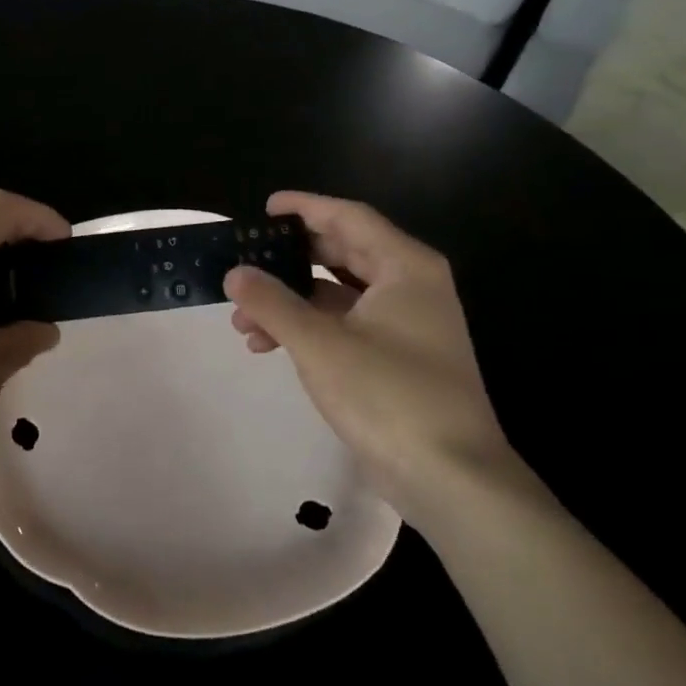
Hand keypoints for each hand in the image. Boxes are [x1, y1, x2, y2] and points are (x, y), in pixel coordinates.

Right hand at [225, 192, 529, 529]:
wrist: (450, 477)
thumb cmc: (388, 395)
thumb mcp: (319, 344)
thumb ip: (272, 303)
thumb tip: (234, 272)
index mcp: (405, 268)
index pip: (348, 217)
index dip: (304, 207)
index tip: (264, 208)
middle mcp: (410, 287)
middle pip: (343, 252)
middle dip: (289, 259)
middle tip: (246, 260)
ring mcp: (406, 325)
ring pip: (338, 293)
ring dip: (291, 299)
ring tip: (243, 318)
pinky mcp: (396, 358)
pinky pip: (344, 324)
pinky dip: (308, 327)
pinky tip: (269, 344)